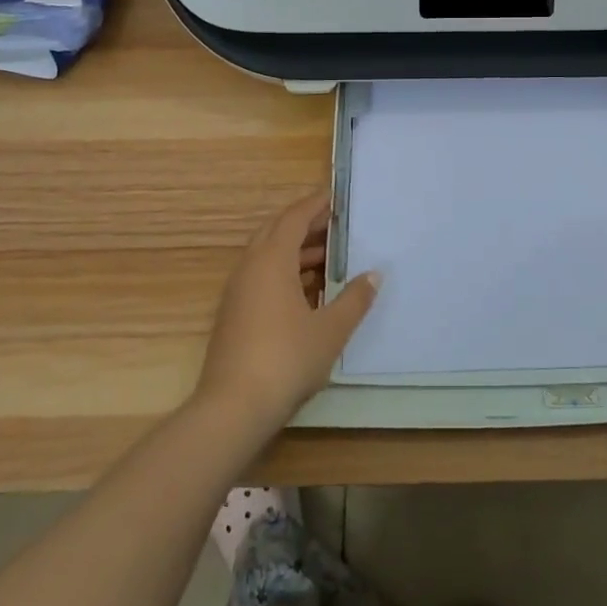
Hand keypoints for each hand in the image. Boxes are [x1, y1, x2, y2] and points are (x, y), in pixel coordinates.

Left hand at [195, 190, 379, 431]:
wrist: (232, 408)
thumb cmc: (286, 359)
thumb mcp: (331, 330)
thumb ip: (354, 299)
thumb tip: (374, 275)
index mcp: (272, 260)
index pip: (294, 218)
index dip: (315, 205)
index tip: (335, 197)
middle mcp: (250, 267)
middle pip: (276, 231)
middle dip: (304, 224)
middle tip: (334, 224)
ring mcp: (237, 291)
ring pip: (266, 255)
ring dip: (294, 250)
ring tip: (327, 257)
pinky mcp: (233, 314)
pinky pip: (260, 276)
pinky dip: (283, 271)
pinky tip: (307, 291)